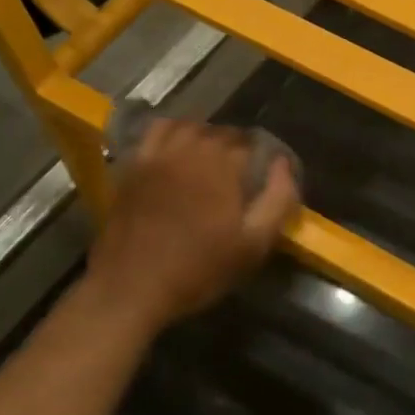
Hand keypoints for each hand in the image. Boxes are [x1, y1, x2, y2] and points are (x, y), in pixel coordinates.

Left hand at [85, 119, 300, 329]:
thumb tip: (282, 163)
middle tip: (241, 175)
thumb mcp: (253, 244)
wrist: (132, 287)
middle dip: (237, 148)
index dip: (262, 158)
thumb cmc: (198, 269)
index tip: (265, 177)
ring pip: (191, 127)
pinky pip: (157, 131)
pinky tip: (177, 148)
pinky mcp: (134, 164)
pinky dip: (173, 131)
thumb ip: (277, 199)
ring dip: (207, 137)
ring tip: (212, 158)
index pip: (252, 144)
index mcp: (224, 165)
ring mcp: (160, 153)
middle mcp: (192, 148)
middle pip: (223, 133)